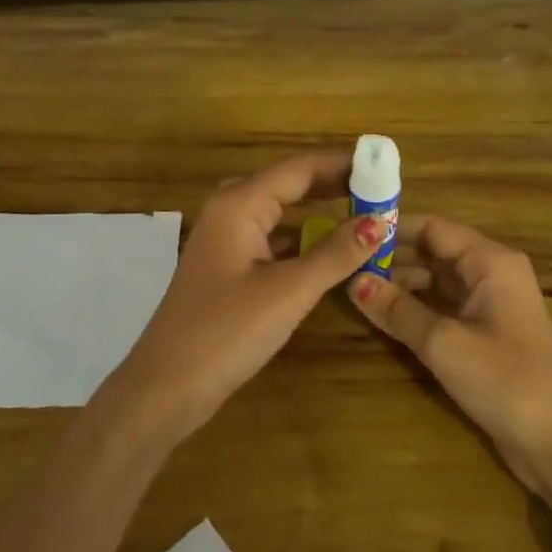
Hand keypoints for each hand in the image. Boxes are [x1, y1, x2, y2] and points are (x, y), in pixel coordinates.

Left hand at [107, 150, 387, 442]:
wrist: (167, 386)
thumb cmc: (226, 331)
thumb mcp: (289, 291)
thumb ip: (335, 253)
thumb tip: (380, 221)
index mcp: (239, 204)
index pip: (299, 168)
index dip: (342, 164)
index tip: (385, 164)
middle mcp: (229, 212)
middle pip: (288, 185)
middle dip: (333, 185)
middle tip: (382, 190)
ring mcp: (225, 241)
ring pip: (279, 214)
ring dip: (319, 213)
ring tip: (363, 214)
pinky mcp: (227, 269)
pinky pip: (271, 240)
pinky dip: (302, 240)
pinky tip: (328, 250)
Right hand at [350, 214, 551, 491]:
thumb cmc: (502, 380)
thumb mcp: (442, 342)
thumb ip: (396, 309)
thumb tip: (353, 281)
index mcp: (490, 261)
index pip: (433, 227)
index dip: (393, 229)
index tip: (351, 234)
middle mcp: (493, 273)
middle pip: (435, 251)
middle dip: (394, 258)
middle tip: (346, 266)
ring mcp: (492, 304)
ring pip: (439, 280)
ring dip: (403, 285)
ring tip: (357, 291)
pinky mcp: (489, 332)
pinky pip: (447, 306)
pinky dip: (418, 307)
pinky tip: (386, 317)